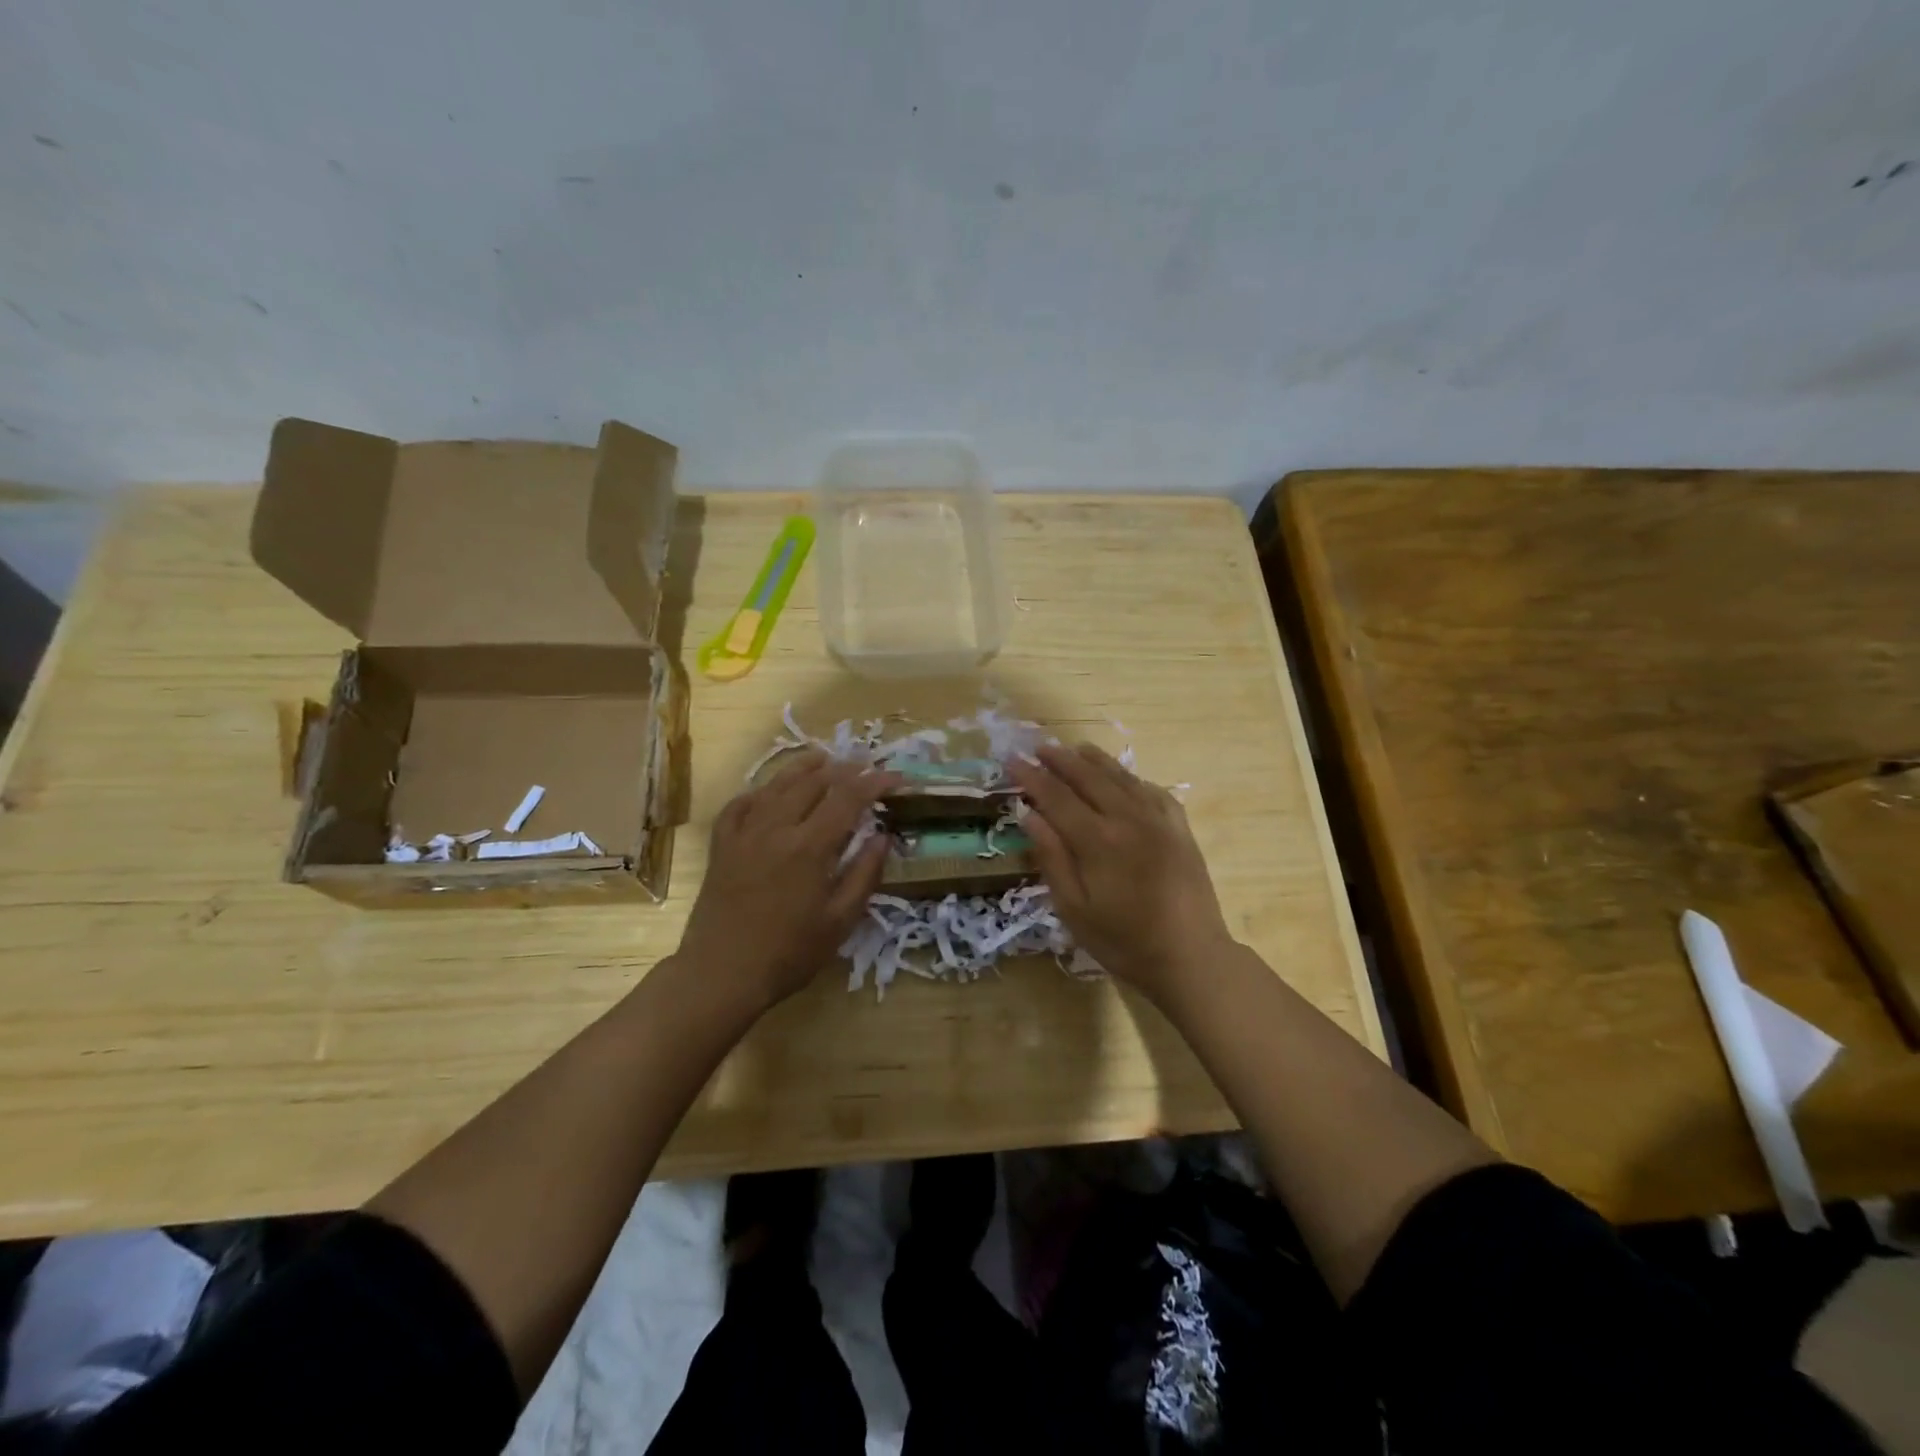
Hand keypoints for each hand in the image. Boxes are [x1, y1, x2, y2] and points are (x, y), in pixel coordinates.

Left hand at [678, 751, 899, 1008]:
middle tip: (865, 766)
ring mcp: (744, 833)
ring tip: (823, 759)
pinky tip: (769, 792)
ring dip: (804, 768)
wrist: (721, 974)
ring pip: (776, 785)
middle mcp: (777, 828)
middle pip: (814, 782)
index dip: (875, 782)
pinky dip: (760, 791)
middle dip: (844, 769)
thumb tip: (883, 837)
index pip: (848, 798)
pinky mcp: (721, 845)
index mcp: (810, 846)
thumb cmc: (789, 953)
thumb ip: (864, 874)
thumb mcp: (840, 921)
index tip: (895, 777)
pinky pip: (740, 804)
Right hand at [1008, 744, 1233, 999]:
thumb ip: (1052, 858)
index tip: (1012, 760)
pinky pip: (1152, 790)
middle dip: (1060, 760)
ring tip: (1074, 749)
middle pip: (1088, 777)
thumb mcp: (1075, 909)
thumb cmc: (1124, 942)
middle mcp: (1128, 818)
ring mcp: (1159, 819)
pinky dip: (1131, 778)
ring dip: (1094, 760)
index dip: (1032, 777)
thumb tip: (1029, 815)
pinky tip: (1123, 778)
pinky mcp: (1180, 828)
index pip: (1056, 797)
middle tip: (1038, 747)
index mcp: (1098, 840)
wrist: (1191, 957)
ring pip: (1121, 777)